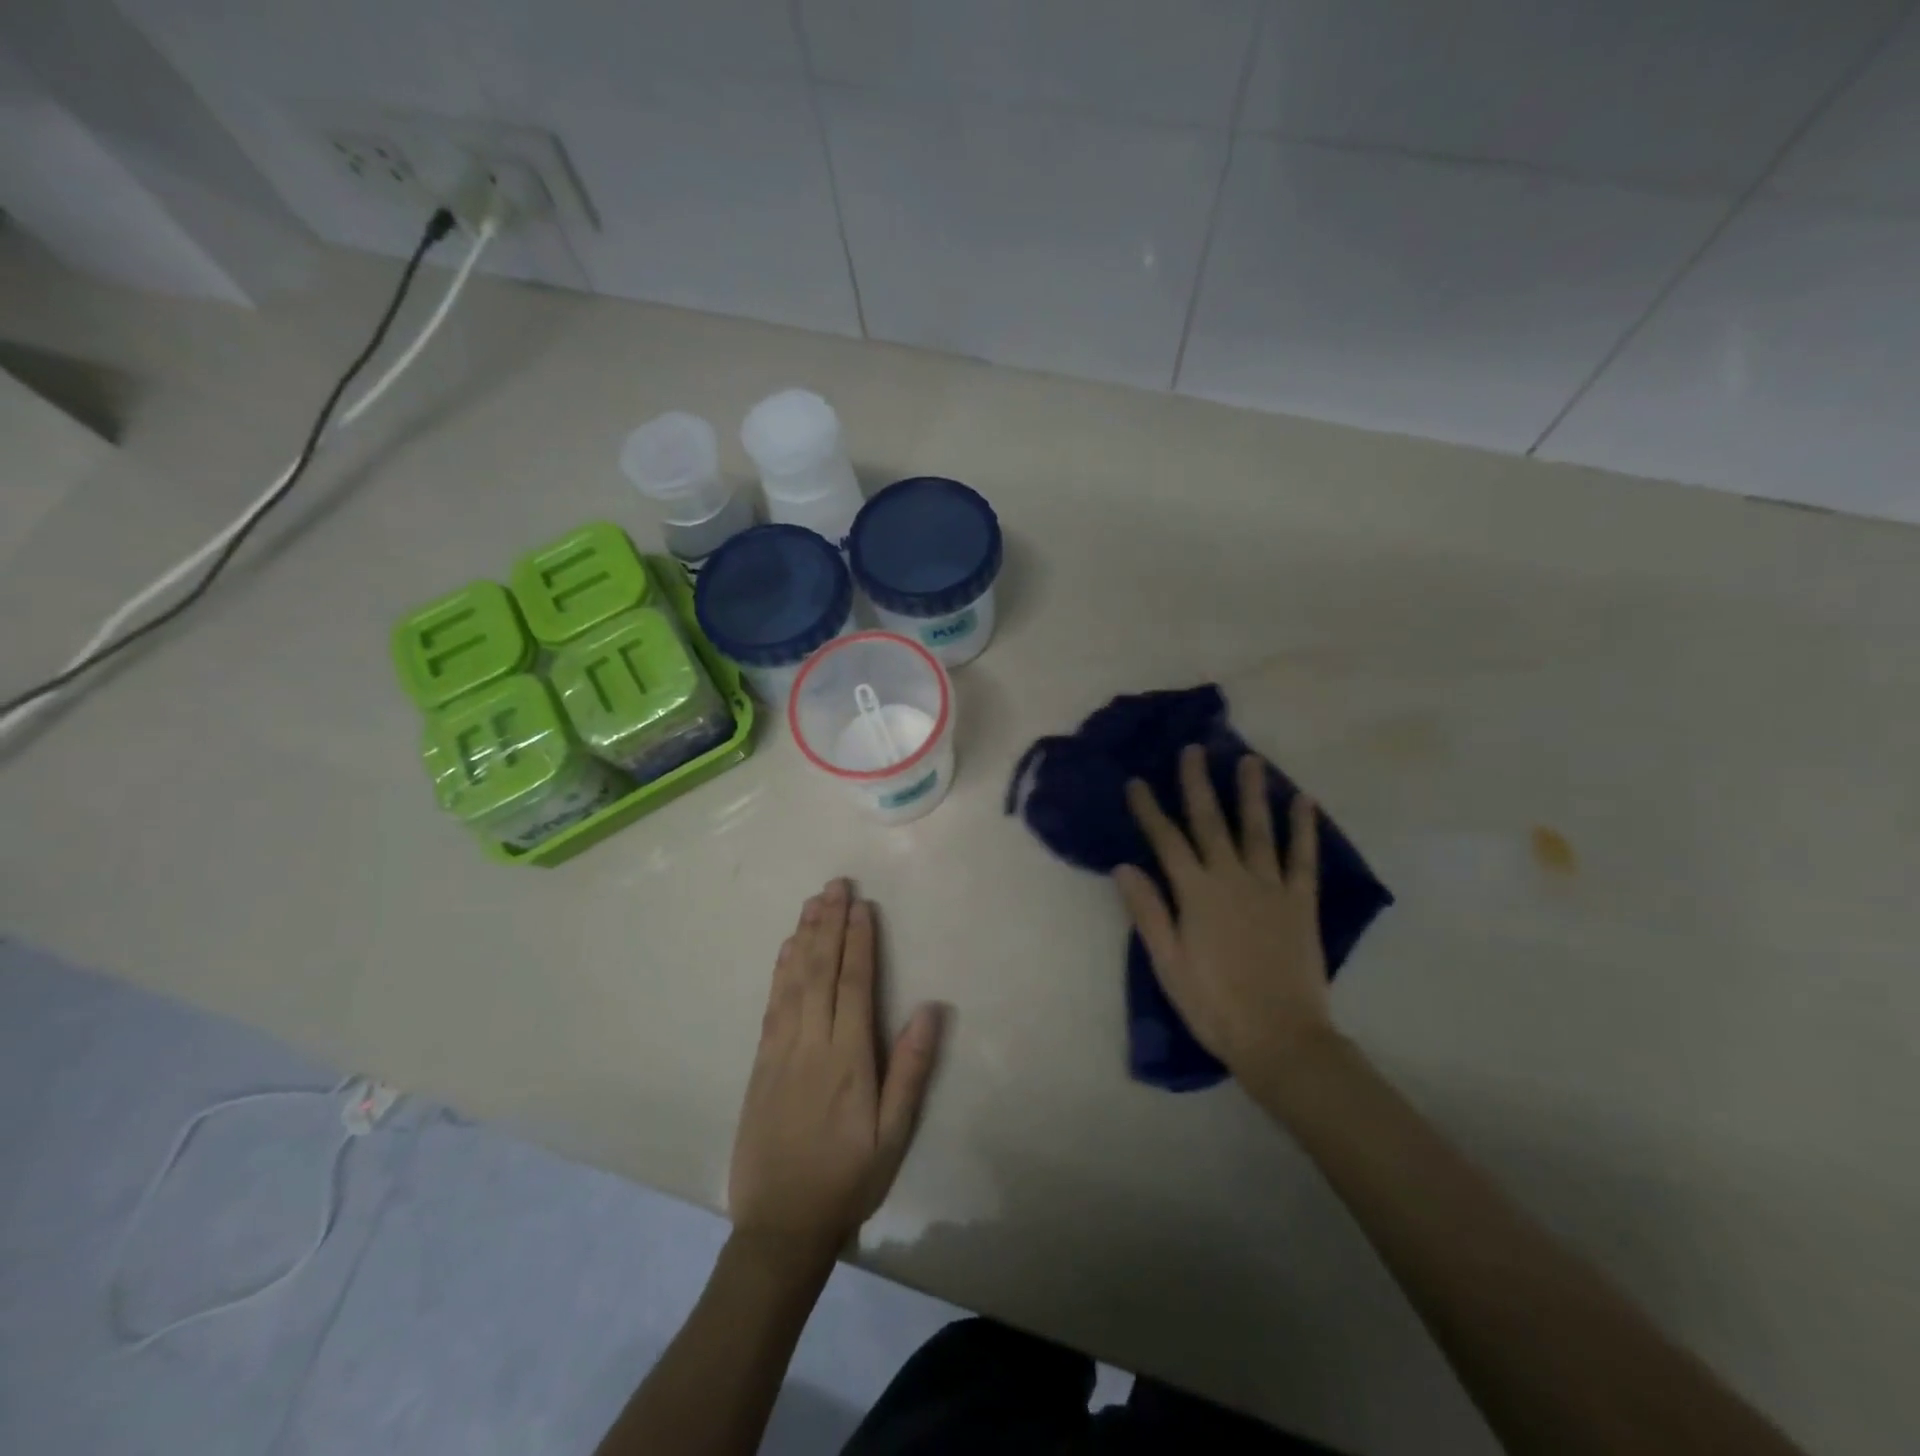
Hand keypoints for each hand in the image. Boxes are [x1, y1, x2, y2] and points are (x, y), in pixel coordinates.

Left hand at [729, 879, 943, 1265]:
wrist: (780, 1225)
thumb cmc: (847, 1179)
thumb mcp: (893, 1135)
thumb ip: (911, 1069)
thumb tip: (931, 1008)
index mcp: (848, 1058)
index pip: (854, 984)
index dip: (858, 941)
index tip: (862, 905)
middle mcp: (811, 1043)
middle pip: (820, 971)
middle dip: (829, 924)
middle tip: (836, 884)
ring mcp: (780, 1051)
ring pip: (793, 980)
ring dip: (803, 937)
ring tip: (813, 901)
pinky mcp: (760, 1063)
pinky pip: (771, 1005)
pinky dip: (779, 971)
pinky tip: (785, 949)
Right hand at [1115, 747, 1334, 1086]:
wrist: (1280, 1038)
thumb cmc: (1213, 1005)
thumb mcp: (1167, 963)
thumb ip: (1147, 912)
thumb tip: (1124, 867)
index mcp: (1196, 894)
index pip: (1166, 841)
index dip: (1150, 810)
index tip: (1137, 782)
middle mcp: (1232, 878)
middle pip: (1211, 822)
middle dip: (1198, 784)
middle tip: (1194, 749)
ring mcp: (1270, 887)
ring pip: (1258, 829)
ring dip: (1251, 792)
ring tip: (1248, 759)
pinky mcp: (1301, 902)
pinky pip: (1303, 857)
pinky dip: (1304, 828)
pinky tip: (1304, 801)